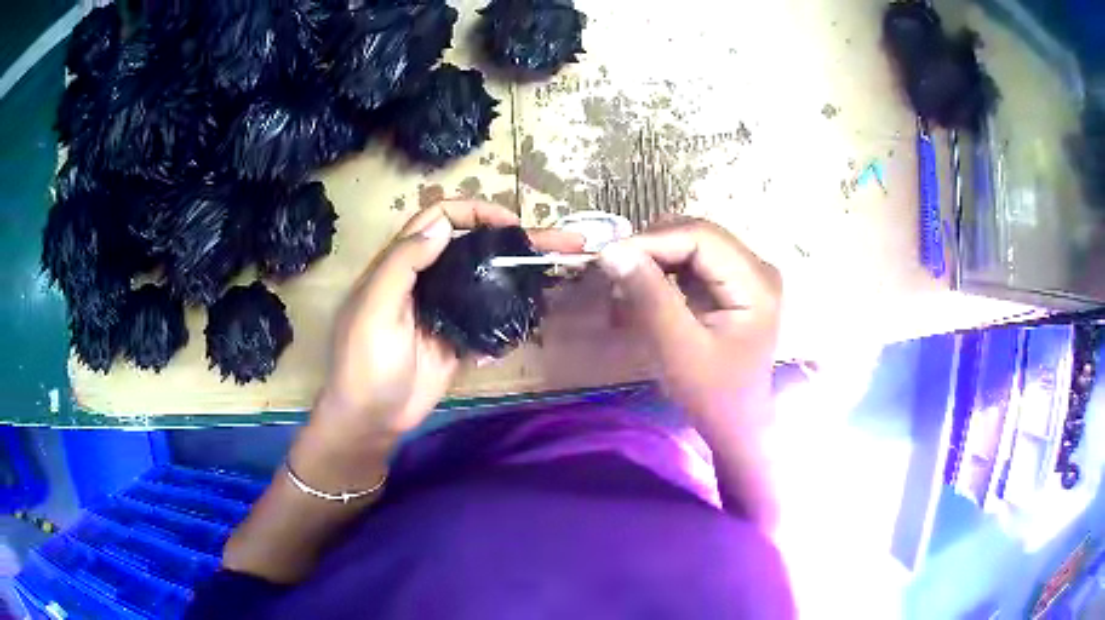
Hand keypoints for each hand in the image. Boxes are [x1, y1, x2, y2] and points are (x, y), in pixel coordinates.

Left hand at [306, 201, 583, 469]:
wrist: (373, 418)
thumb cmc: (365, 362)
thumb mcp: (374, 310)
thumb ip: (402, 265)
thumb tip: (442, 225)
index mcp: (401, 263)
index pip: (438, 217)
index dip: (474, 212)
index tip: (509, 224)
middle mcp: (427, 277)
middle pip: (472, 244)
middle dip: (513, 237)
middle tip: (560, 240)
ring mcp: (446, 307)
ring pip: (485, 275)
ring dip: (520, 268)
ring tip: (559, 265)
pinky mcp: (460, 334)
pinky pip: (490, 312)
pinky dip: (513, 305)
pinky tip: (539, 303)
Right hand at [597, 217, 781, 424]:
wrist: (736, 424)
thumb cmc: (712, 394)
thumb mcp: (678, 349)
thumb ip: (649, 296)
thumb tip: (613, 251)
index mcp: (756, 283)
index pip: (701, 237)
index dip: (653, 240)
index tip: (610, 257)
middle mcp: (757, 268)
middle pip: (698, 235)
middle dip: (652, 247)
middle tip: (614, 269)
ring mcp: (747, 275)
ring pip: (693, 244)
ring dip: (656, 258)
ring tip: (626, 282)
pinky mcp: (733, 285)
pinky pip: (694, 261)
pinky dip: (665, 270)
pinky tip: (645, 289)